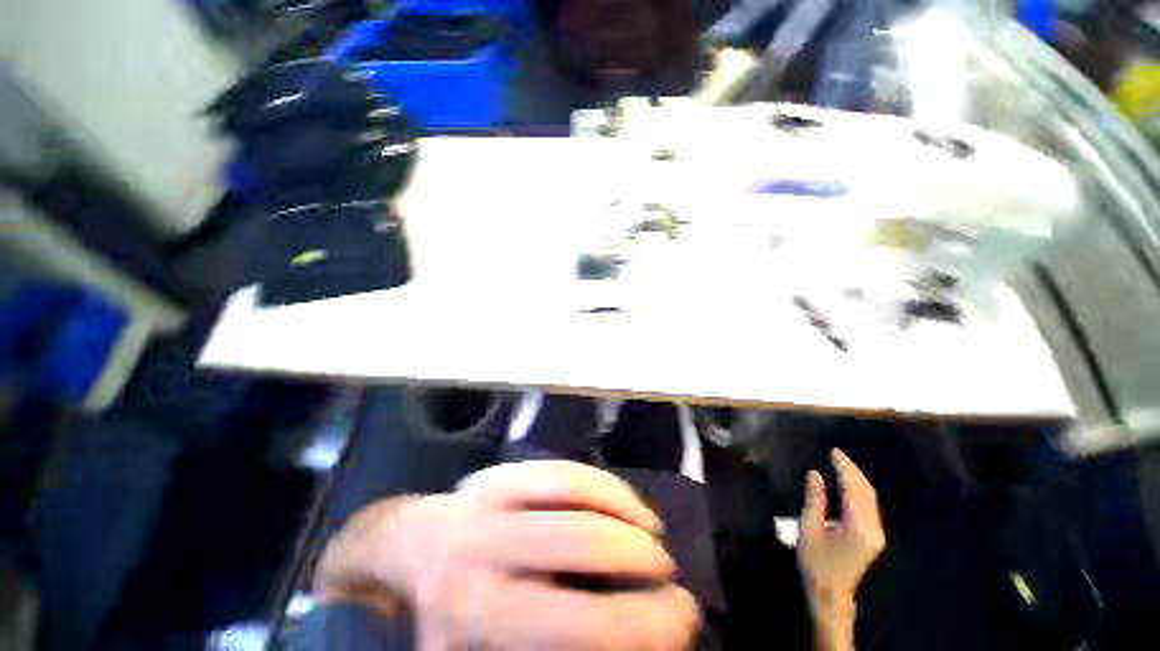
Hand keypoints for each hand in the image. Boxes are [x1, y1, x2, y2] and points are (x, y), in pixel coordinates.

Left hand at [315, 460, 698, 650]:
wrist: (407, 552)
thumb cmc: (447, 619)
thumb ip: (550, 647)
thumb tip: (626, 641)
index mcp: (478, 617)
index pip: (578, 626)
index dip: (643, 626)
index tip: (683, 622)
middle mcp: (482, 551)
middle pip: (581, 542)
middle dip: (642, 560)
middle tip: (671, 578)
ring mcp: (490, 496)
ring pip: (576, 491)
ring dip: (627, 513)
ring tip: (653, 536)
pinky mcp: (500, 470)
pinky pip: (563, 470)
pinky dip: (605, 485)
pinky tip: (624, 504)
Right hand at [797, 449, 885, 649]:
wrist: (831, 594)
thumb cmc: (815, 562)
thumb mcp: (809, 528)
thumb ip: (814, 499)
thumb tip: (815, 474)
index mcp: (857, 526)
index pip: (854, 489)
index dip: (844, 468)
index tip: (834, 451)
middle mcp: (873, 528)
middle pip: (867, 491)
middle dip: (853, 470)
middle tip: (837, 454)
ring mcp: (876, 534)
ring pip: (871, 498)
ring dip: (857, 479)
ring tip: (841, 464)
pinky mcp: (874, 537)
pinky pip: (870, 506)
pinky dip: (859, 491)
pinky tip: (848, 485)